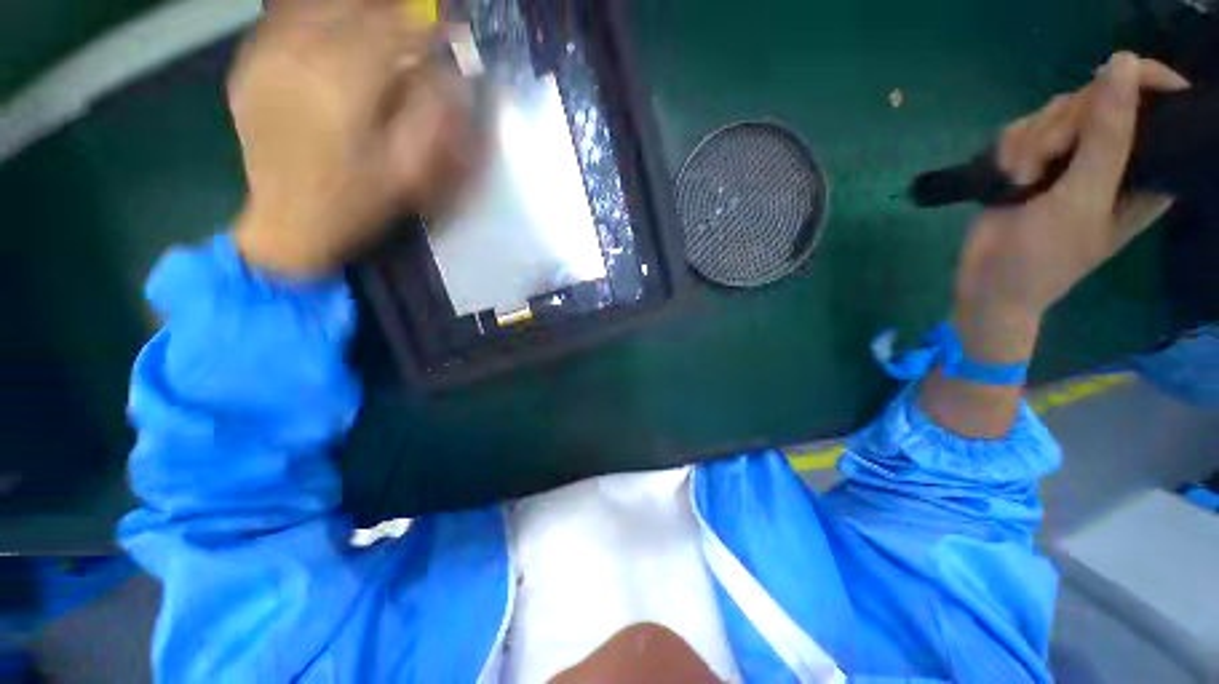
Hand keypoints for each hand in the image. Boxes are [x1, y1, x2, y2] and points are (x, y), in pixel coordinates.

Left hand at [231, 0, 473, 276]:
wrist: (288, 222)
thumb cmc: (356, 203)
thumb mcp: (409, 173)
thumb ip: (432, 119)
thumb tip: (450, 75)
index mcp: (342, 85)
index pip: (391, 29)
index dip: (426, 25)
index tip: (450, 29)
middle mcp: (297, 55)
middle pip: (353, 6)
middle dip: (393, 11)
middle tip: (419, 20)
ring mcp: (265, 54)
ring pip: (317, 4)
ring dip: (357, 8)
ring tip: (384, 23)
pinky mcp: (248, 61)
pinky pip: (286, 16)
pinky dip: (319, 14)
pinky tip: (338, 30)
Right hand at [954, 52, 1189, 360]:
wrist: (987, 282)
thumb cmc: (1045, 256)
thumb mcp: (1083, 199)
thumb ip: (1107, 137)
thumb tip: (1121, 63)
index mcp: (1145, 168)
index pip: (1158, 103)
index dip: (1135, 84)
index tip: (1106, 83)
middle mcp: (1112, 156)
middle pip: (1095, 99)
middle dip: (1063, 126)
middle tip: (1045, 162)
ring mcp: (1070, 156)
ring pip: (1054, 111)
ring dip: (1030, 142)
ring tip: (1020, 179)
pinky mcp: (1033, 160)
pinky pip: (1023, 127)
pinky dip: (1008, 148)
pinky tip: (1005, 174)